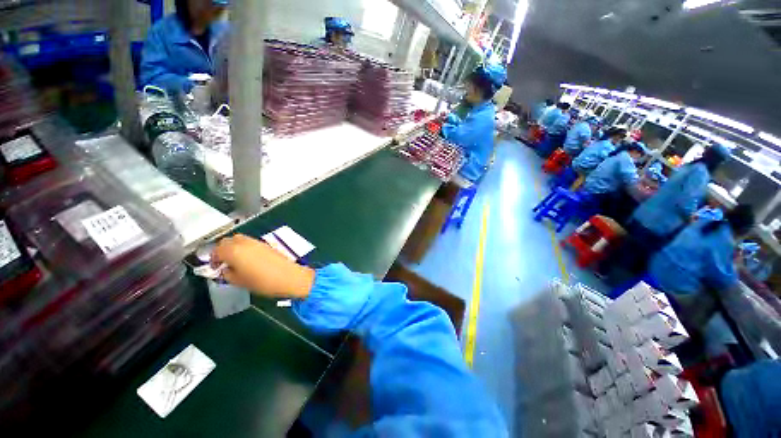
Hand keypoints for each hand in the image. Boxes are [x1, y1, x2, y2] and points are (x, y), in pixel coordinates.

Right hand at [212, 234, 315, 298]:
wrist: (289, 276)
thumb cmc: (262, 282)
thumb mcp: (239, 282)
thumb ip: (227, 273)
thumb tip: (225, 269)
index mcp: (234, 251)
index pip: (217, 249)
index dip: (213, 258)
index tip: (214, 267)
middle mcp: (244, 243)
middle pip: (228, 241)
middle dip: (222, 250)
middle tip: (223, 262)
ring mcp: (257, 242)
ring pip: (240, 239)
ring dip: (234, 247)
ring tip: (235, 261)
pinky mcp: (267, 244)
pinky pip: (250, 243)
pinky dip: (245, 248)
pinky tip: (248, 259)